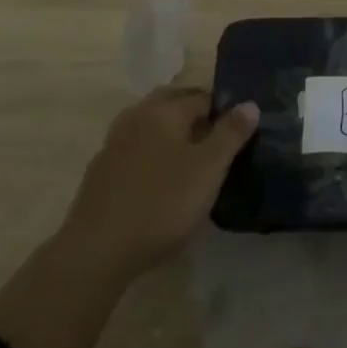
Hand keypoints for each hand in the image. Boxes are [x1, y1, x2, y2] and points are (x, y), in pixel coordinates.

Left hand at [56, 87, 258, 279]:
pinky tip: (159, 182)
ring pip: (152, 126)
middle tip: (216, 144)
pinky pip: (135, 150)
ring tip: (191, 163)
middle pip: (173, 105)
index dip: (223, 111)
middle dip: (195, 117)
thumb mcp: (208, 169)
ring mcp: (114, 142)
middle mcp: (137, 115)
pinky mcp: (101, 170)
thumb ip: (231, 134)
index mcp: (164, 109)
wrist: (96, 250)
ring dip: (171, 135)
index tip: (237, 133)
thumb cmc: (161, 203)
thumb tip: (250, 103)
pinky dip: (151, 155)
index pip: (203, 96)